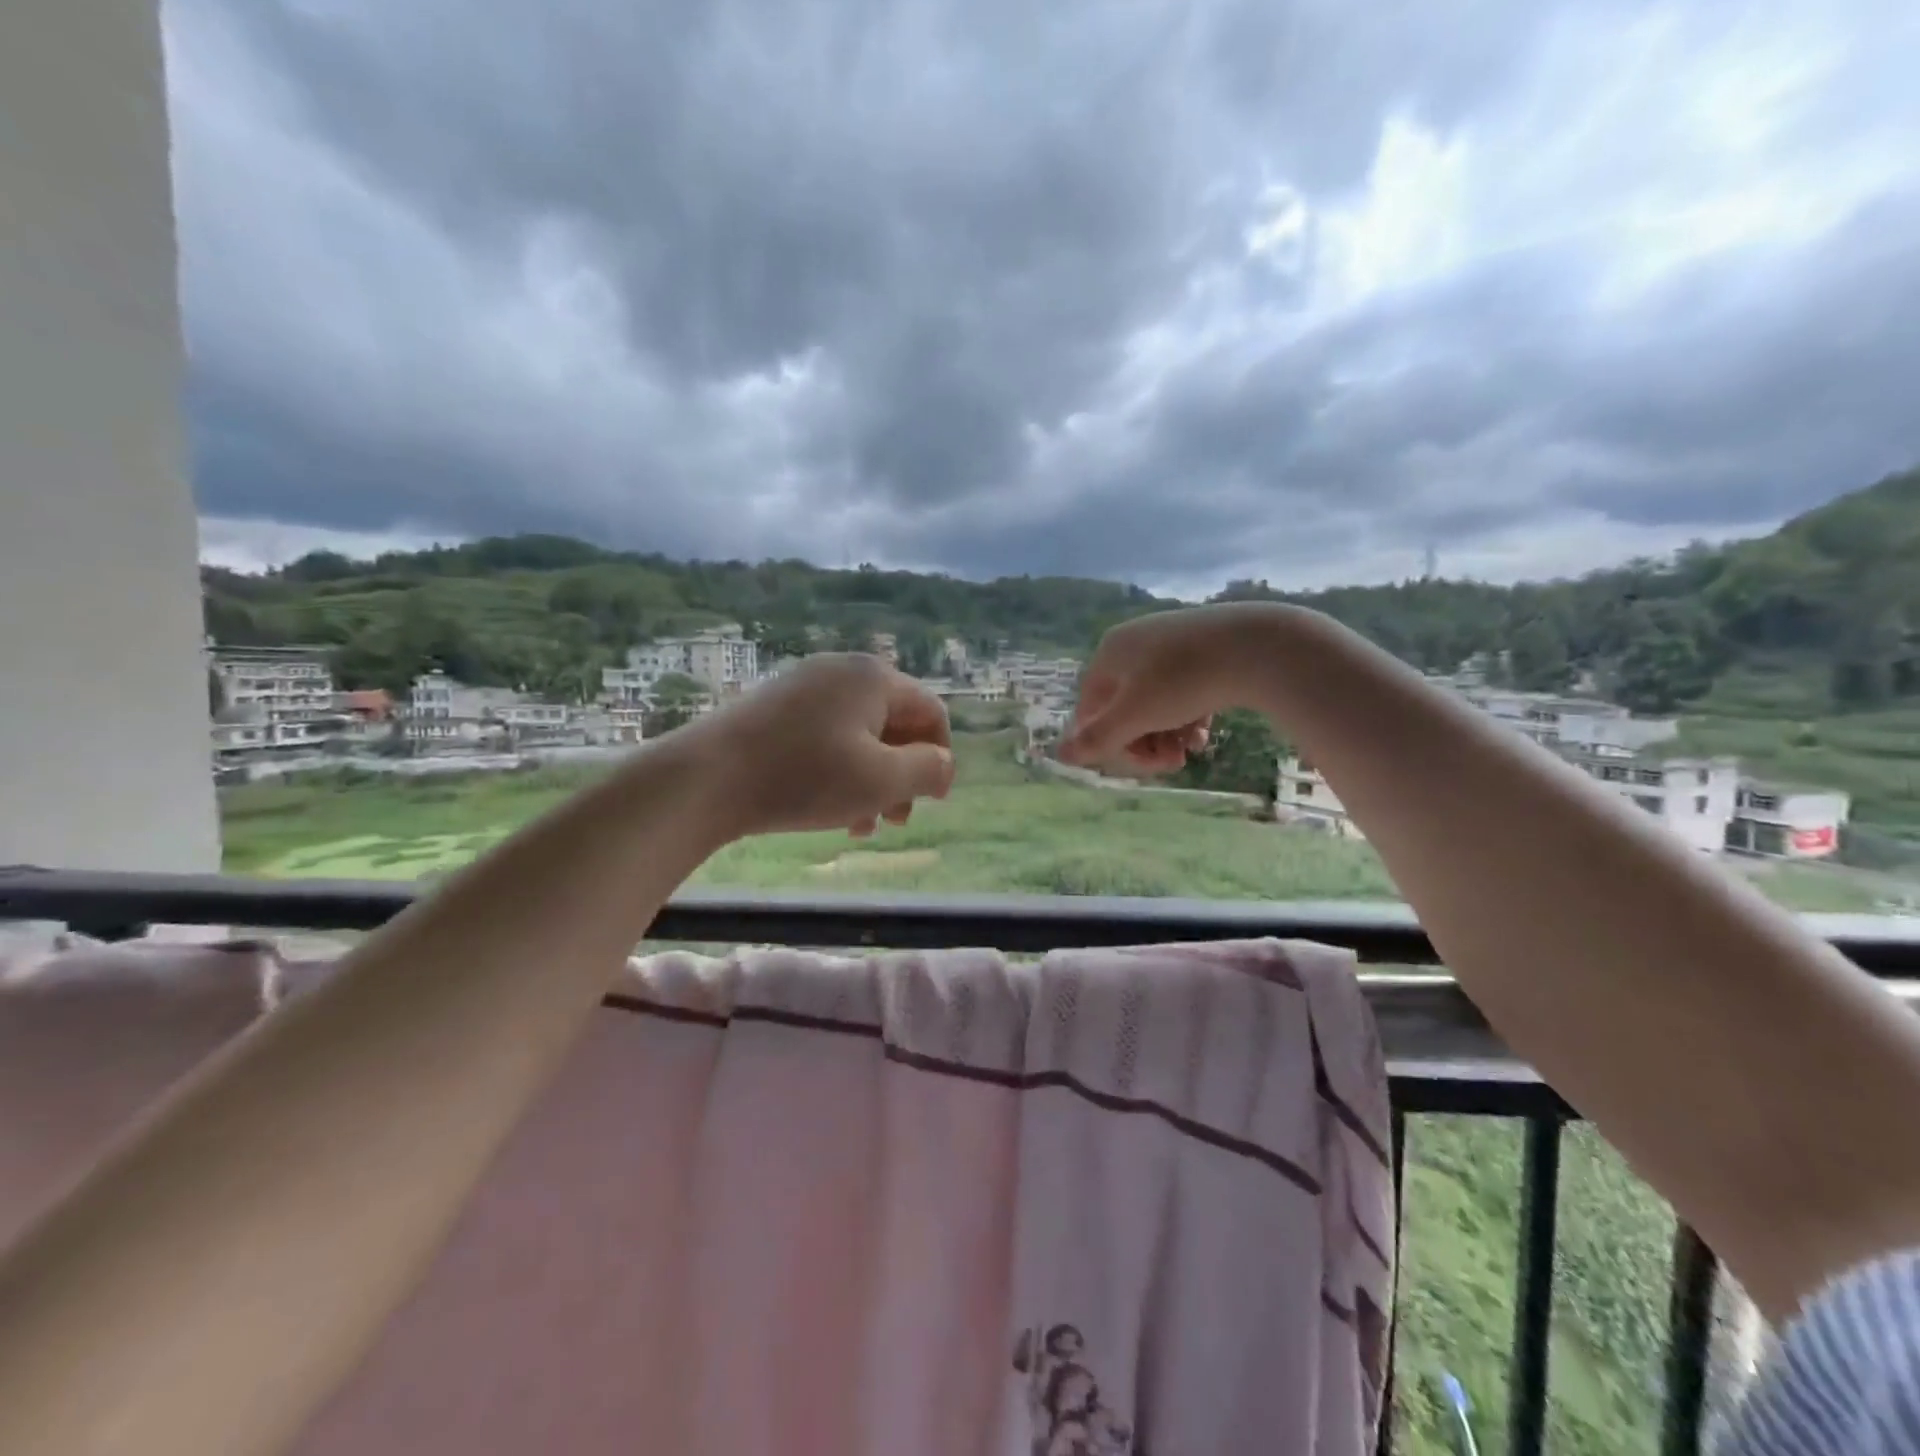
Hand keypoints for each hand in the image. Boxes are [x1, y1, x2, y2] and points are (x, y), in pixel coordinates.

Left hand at [681, 653, 954, 837]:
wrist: (704, 778)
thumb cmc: (804, 778)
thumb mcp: (881, 781)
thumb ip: (927, 770)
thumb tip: (943, 763)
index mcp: (874, 678)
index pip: (930, 713)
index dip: (940, 758)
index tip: (933, 802)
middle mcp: (842, 671)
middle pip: (894, 724)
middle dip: (903, 774)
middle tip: (896, 819)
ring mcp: (805, 686)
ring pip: (859, 735)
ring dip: (871, 781)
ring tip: (862, 825)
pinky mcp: (775, 707)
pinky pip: (826, 737)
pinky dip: (838, 771)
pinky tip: (828, 810)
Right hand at [1059, 605, 1276, 774]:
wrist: (1255, 645)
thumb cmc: (1182, 680)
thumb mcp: (1135, 716)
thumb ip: (1097, 738)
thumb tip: (1059, 754)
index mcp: (1109, 653)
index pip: (1091, 708)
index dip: (1110, 742)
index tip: (1140, 765)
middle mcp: (1134, 643)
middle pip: (1124, 707)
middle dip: (1144, 742)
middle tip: (1170, 764)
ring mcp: (1170, 643)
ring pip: (1156, 703)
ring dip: (1167, 735)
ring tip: (1190, 751)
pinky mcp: (1203, 648)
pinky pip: (1182, 690)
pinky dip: (1188, 716)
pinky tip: (1203, 733)